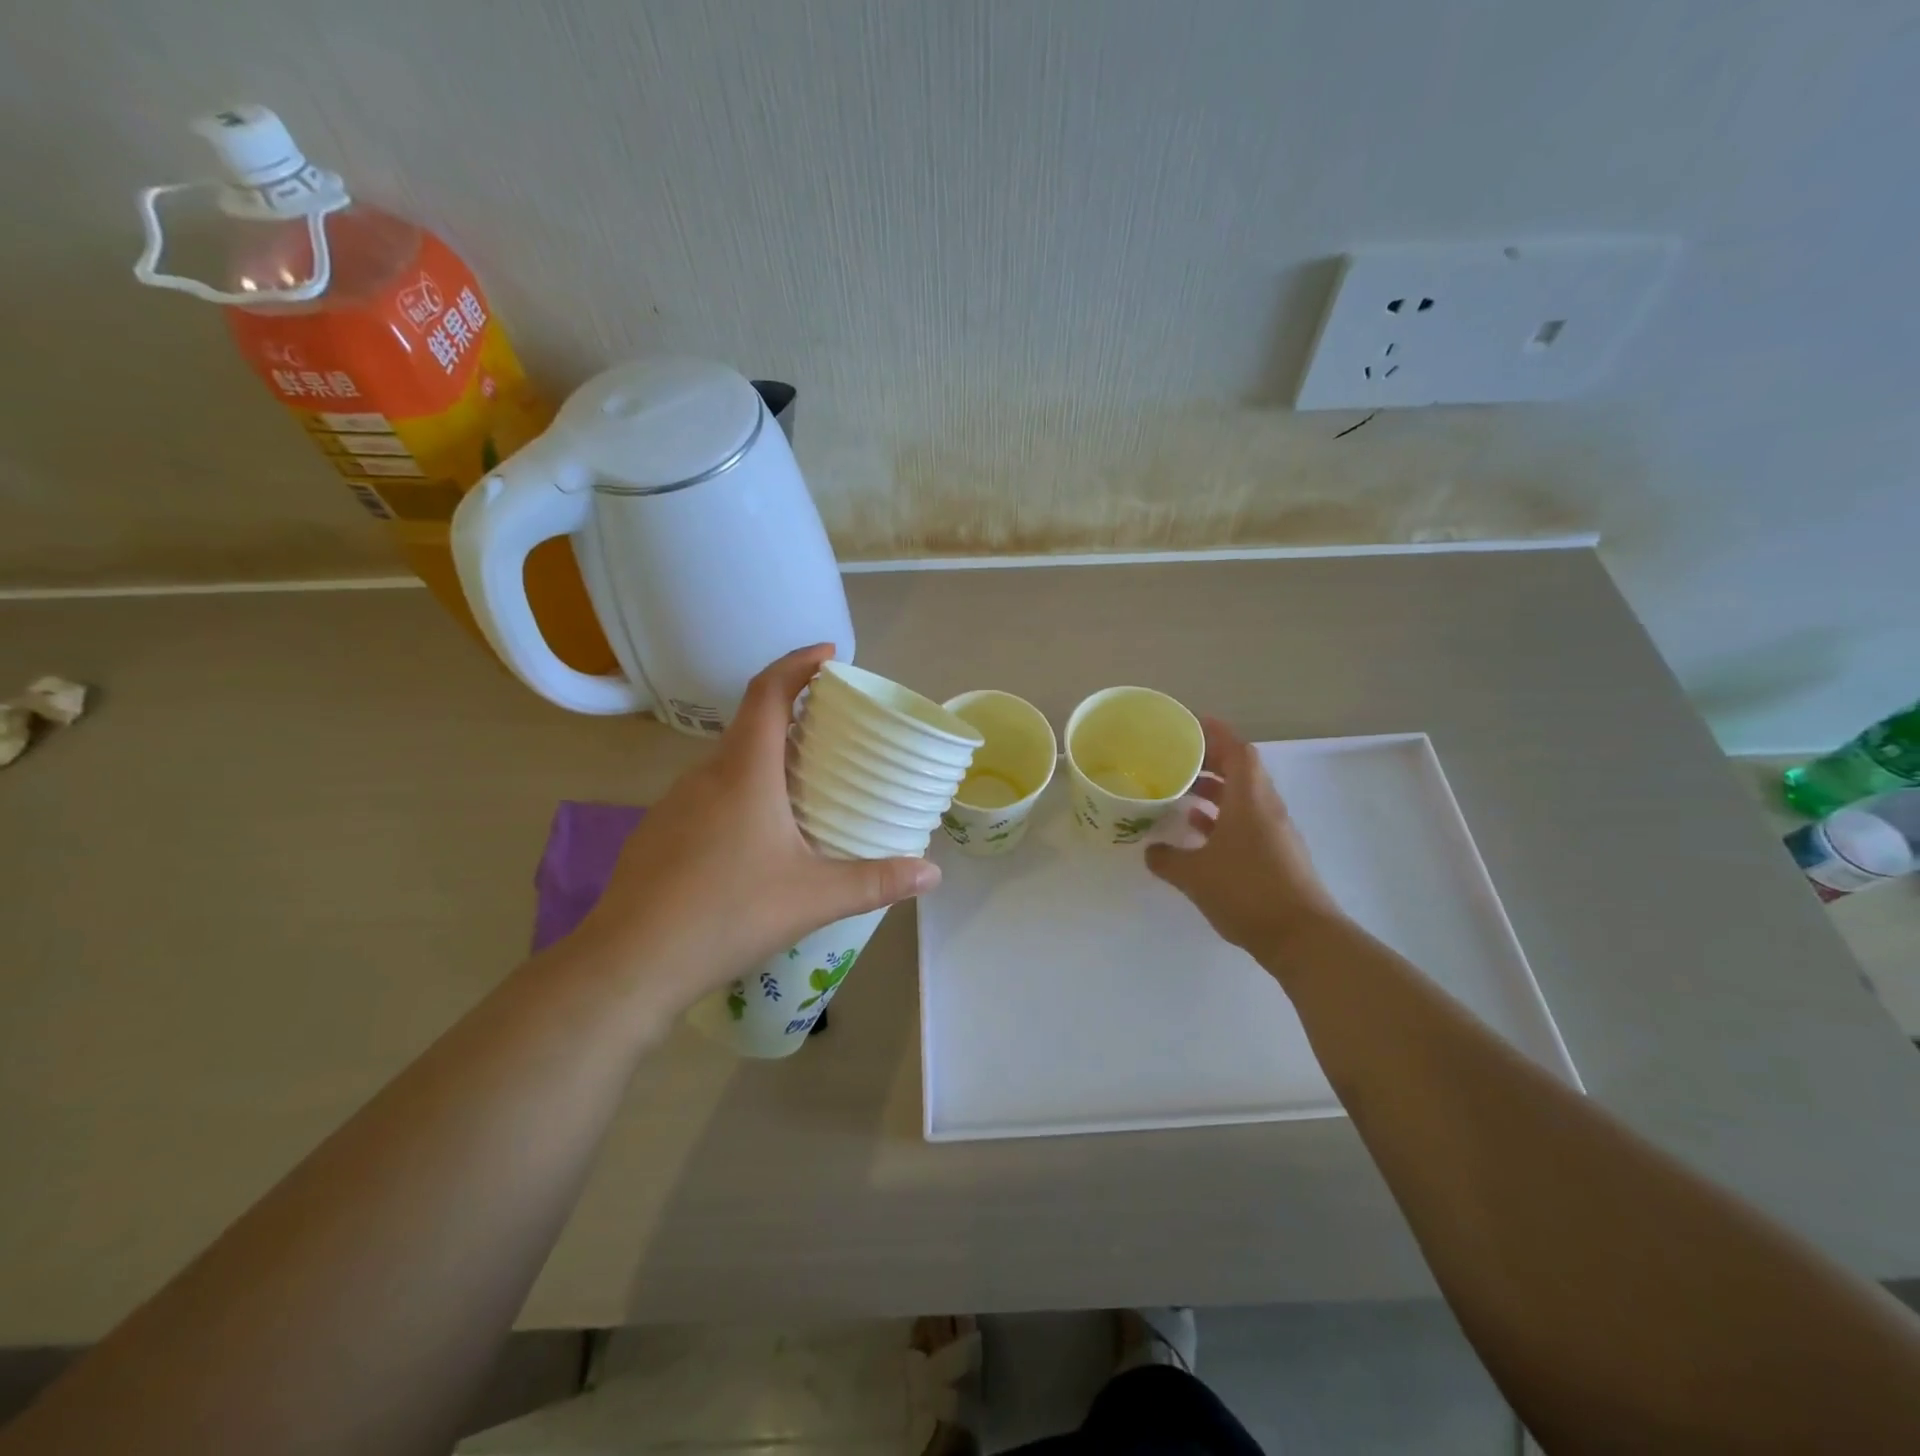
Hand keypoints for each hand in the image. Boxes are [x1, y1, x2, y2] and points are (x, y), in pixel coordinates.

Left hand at [572, 645, 940, 1016]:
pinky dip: (738, 796)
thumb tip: (931, 874)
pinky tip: (753, 841)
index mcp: (744, 772)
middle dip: (790, 718)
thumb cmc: (728, 913)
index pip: (768, 693)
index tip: (828, 654)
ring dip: (763, 762)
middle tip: (831, 735)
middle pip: (749, 726)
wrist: (630, 963)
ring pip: (726, 766)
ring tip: (800, 790)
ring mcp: (673, 804)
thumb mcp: (813, 898)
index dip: (798, 663)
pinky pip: (706, 797)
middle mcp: (705, 775)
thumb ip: (876, 882)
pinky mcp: (656, 833)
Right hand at [1145, 717, 1344, 964]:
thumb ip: (1168, 859)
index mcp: (1250, 800)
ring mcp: (1274, 832)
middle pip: (1241, 770)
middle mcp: (1266, 808)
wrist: (1302, 937)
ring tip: (1181, 791)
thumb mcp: (1195, 875)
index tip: (1190, 724)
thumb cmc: (1247, 892)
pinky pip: (1246, 821)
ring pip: (1243, 797)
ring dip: (1215, 790)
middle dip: (1210, 760)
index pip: (1237, 750)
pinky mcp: (1276, 855)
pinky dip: (1223, 817)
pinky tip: (1198, 830)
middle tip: (1176, 759)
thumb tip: (1151, 851)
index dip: (1215, 732)